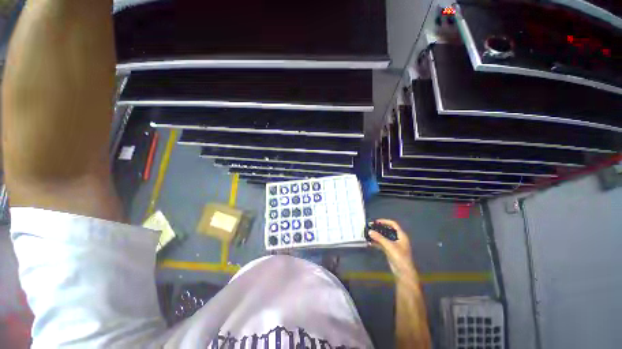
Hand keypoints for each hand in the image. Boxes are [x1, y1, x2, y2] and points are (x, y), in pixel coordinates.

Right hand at [368, 219, 417, 278]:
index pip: (393, 224)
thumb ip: (379, 238)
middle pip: (388, 230)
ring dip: (377, 236)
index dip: (385, 221)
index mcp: (401, 235)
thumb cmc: (399, 257)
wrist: (403, 273)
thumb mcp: (389, 246)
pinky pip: (382, 244)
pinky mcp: (390, 251)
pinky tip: (370, 243)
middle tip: (371, 227)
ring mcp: (394, 245)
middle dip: (379, 228)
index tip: (376, 222)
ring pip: (384, 237)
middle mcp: (398, 239)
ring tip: (369, 234)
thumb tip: (370, 231)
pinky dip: (377, 243)